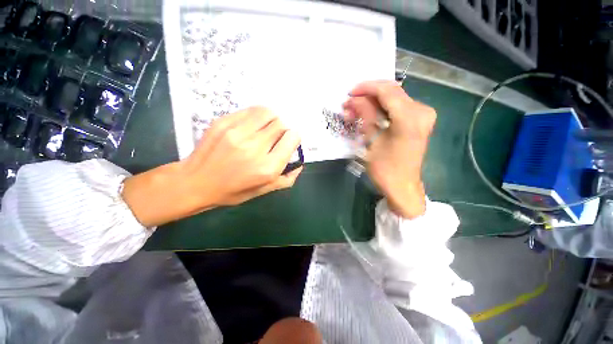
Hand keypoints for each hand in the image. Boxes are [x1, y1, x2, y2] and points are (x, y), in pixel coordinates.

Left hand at [122, 107, 301, 226]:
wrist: (195, 182)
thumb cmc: (232, 190)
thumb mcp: (263, 191)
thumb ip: (287, 179)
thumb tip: (300, 164)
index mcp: (267, 167)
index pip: (292, 138)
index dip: (294, 137)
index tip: (289, 141)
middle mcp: (255, 148)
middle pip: (281, 124)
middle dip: (284, 129)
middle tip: (277, 136)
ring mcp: (237, 133)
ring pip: (268, 112)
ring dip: (273, 119)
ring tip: (267, 127)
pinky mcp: (223, 122)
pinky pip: (251, 111)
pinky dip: (258, 115)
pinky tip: (253, 125)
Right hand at [343, 80, 435, 218]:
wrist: (402, 186)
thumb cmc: (384, 169)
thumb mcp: (371, 141)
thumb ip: (365, 116)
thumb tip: (354, 99)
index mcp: (410, 118)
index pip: (387, 91)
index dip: (366, 88)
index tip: (350, 93)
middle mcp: (422, 111)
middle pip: (391, 92)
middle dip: (367, 96)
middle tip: (349, 104)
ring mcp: (423, 115)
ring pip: (393, 99)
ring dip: (373, 103)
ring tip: (355, 112)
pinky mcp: (419, 121)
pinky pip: (398, 108)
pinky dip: (381, 109)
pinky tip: (368, 115)